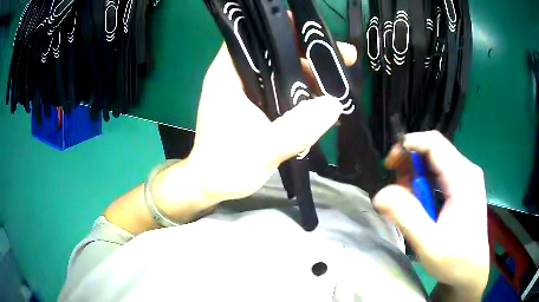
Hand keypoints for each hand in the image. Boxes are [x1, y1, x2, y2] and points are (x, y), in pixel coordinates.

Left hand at [156, 42, 357, 214]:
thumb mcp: (262, 150)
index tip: (313, 31)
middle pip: (274, 52)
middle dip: (309, 54)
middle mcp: (236, 76)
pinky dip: (302, 95)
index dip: (282, 28)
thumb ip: (297, 129)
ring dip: (310, 77)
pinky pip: (282, 90)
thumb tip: (334, 104)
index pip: (252, 35)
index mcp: (228, 75)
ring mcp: (247, 91)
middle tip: (344, 59)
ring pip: (282, 72)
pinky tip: (323, 106)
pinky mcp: (255, 105)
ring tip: (340, 87)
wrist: (212, 186)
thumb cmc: (226, 166)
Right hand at [373, 131, 489, 297]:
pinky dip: (424, 183)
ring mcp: (466, 178)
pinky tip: (419, 203)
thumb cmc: (455, 261)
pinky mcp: (463, 186)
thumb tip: (380, 194)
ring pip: (435, 161)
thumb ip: (407, 217)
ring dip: (415, 175)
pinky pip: (439, 173)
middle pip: (433, 149)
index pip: (433, 143)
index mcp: (463, 178)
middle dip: (409, 163)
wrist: (472, 270)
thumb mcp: (429, 245)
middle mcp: (467, 170)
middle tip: (395, 189)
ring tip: (406, 201)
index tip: (389, 165)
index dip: (409, 145)